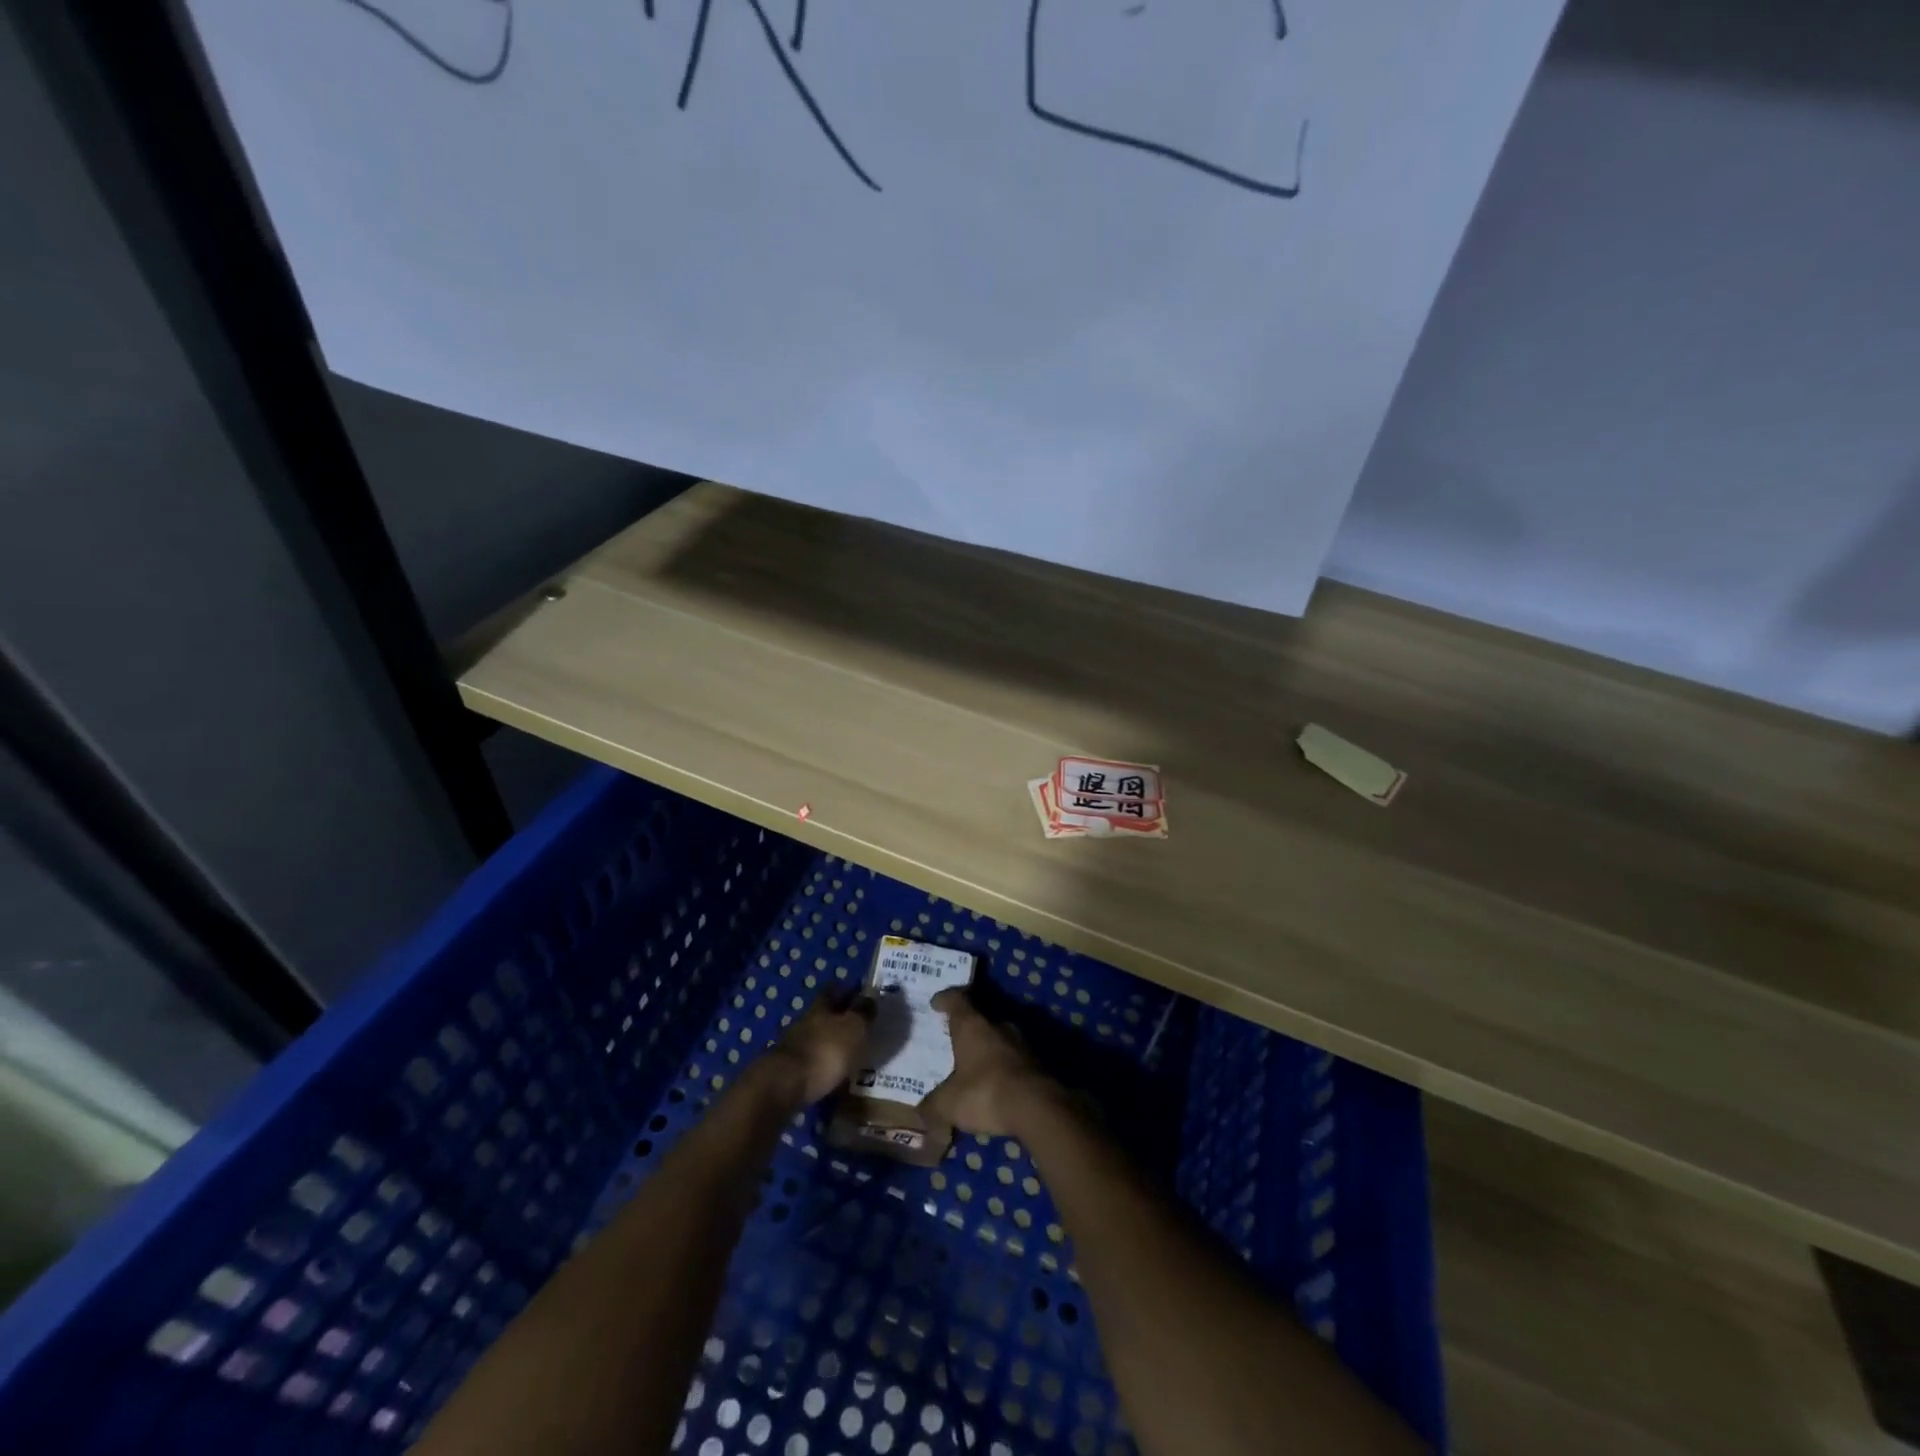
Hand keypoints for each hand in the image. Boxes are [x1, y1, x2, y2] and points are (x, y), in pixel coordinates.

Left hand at [768, 990, 875, 1103]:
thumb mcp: (853, 1027)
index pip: (832, 990)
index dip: (845, 991)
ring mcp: (794, 1048)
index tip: (860, 995)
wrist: (785, 1086)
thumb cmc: (826, 1050)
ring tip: (850, 1054)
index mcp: (820, 1007)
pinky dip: (822, 1066)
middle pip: (823, 1015)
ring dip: (830, 1044)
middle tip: (859, 1026)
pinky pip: (811, 1063)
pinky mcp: (788, 1072)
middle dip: (838, 1019)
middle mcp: (804, 1022)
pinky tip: (834, 1076)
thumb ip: (863, 1012)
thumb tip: (870, 996)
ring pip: (816, 1039)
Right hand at [922, 989, 1058, 1137]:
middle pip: (980, 1017)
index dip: (945, 999)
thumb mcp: (949, 1104)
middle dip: (968, 1028)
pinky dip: (1004, 1067)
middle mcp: (998, 1025)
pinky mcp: (1038, 1062)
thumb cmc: (985, 1093)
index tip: (937, 1002)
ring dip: (989, 1048)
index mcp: (972, 1025)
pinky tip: (997, 1084)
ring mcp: (1021, 1042)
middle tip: (956, 1040)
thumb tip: (920, 1113)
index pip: (956, 1000)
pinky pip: (1014, 1059)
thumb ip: (932, 1106)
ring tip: (976, 1065)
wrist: (1038, 1107)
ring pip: (1000, 1038)